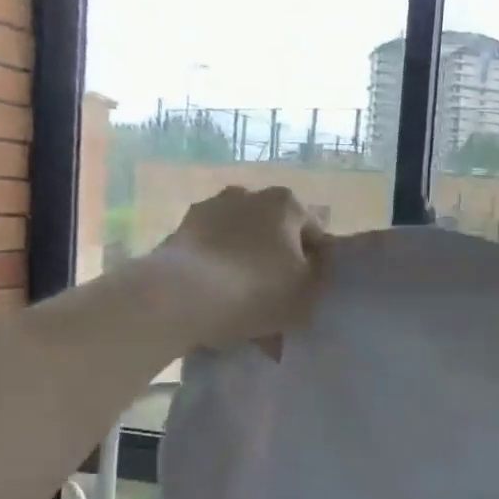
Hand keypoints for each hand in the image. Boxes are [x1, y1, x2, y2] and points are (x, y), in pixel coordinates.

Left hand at [154, 186, 325, 348]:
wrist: (181, 296)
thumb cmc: (258, 290)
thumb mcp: (308, 292)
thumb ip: (320, 274)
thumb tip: (315, 263)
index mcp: (286, 204)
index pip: (313, 232)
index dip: (314, 263)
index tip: (307, 290)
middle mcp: (248, 196)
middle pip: (273, 232)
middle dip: (276, 258)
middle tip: (276, 295)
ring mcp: (209, 210)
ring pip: (239, 240)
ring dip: (244, 262)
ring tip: (242, 302)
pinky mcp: (179, 231)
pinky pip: (210, 251)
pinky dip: (216, 269)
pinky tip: (217, 301)